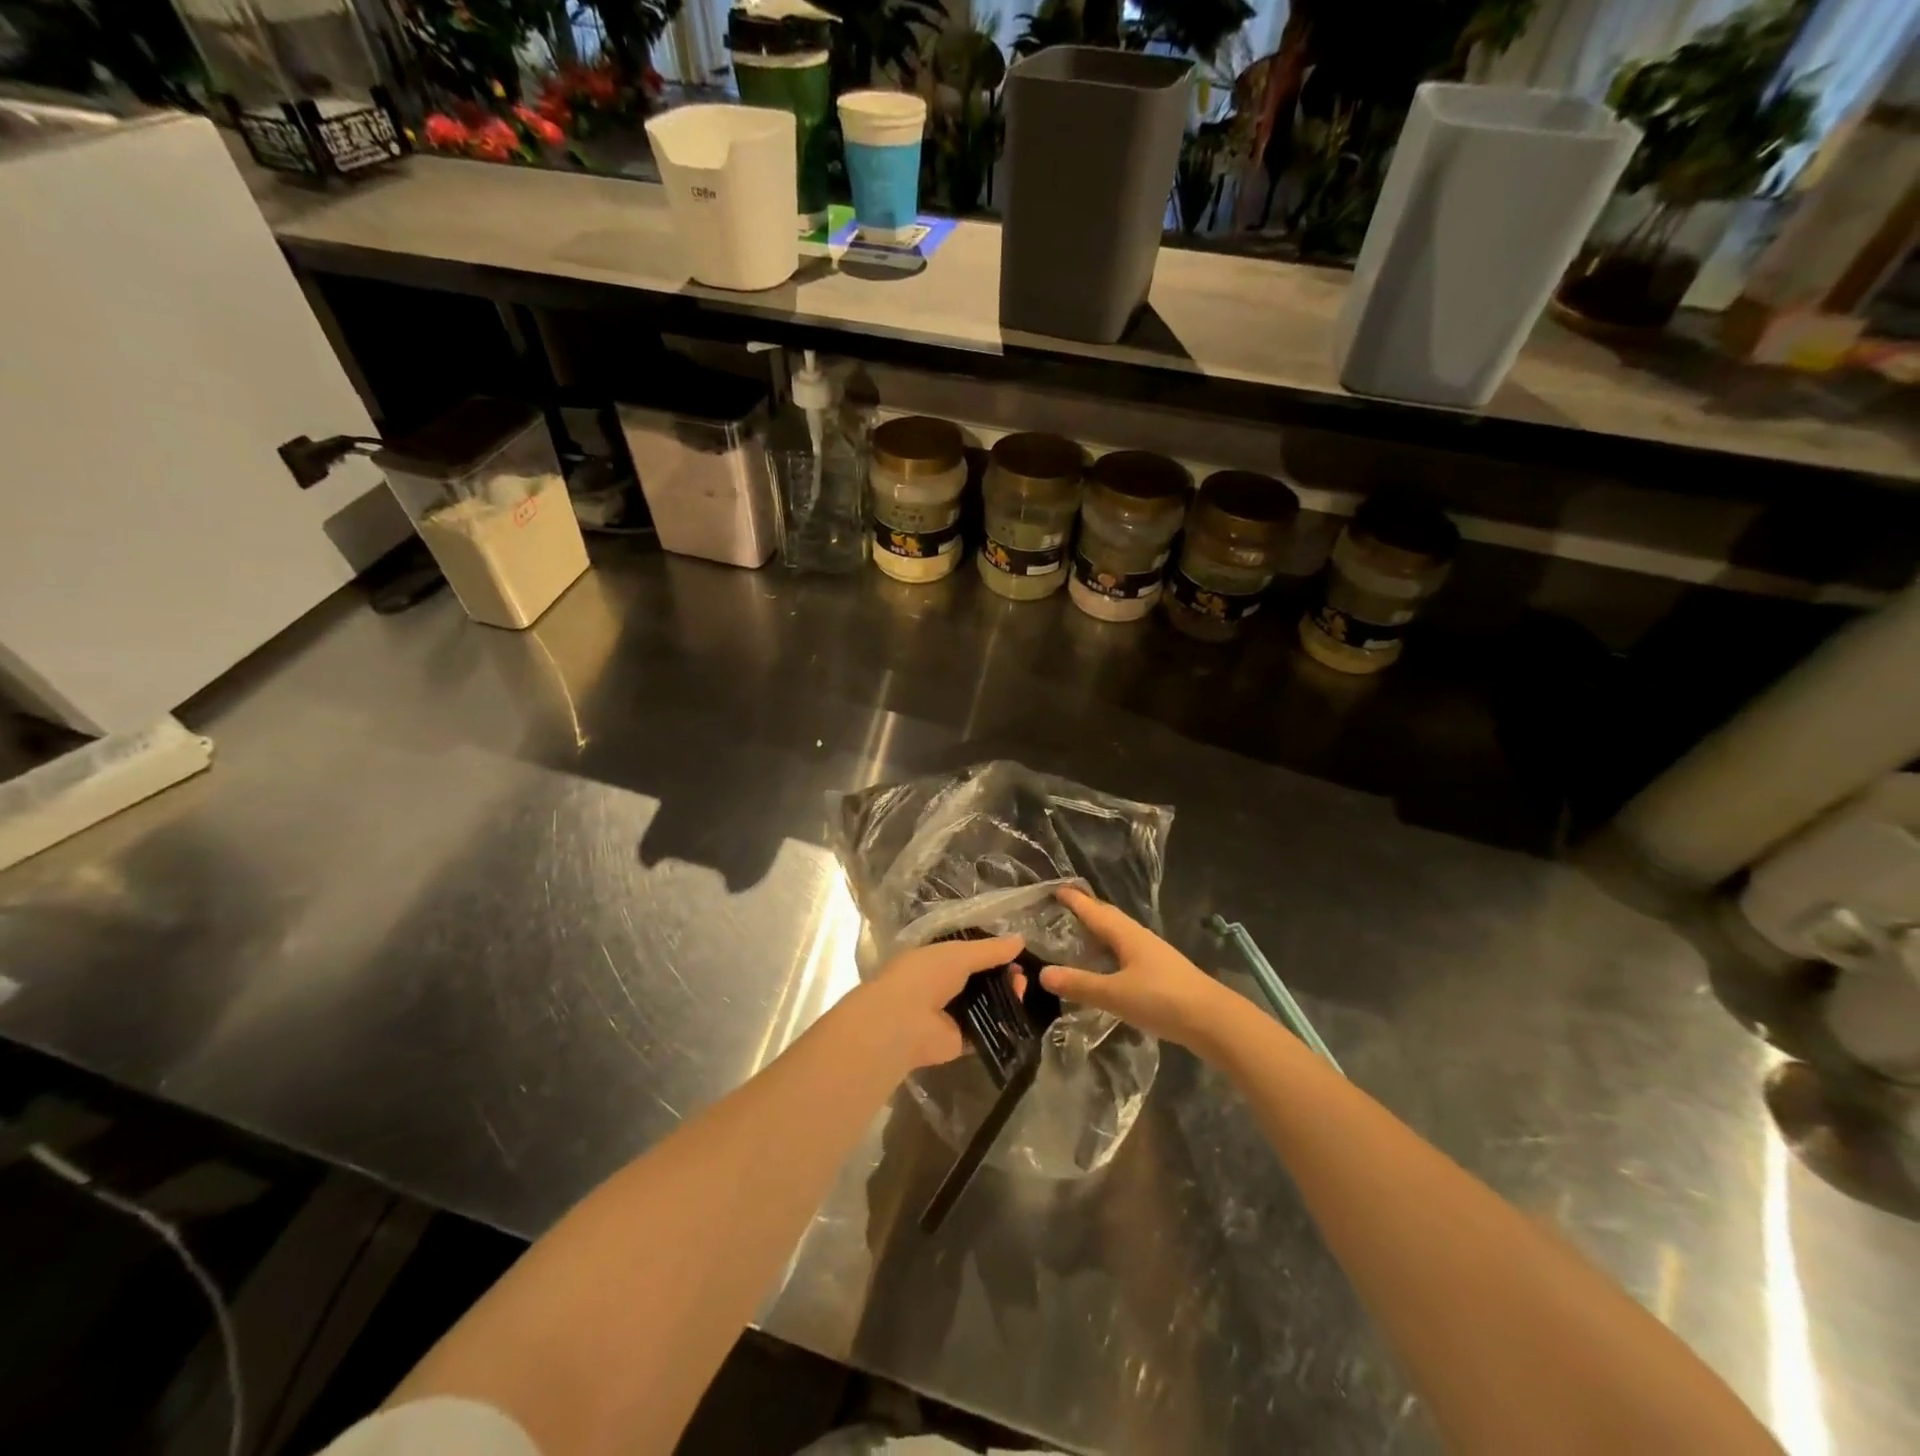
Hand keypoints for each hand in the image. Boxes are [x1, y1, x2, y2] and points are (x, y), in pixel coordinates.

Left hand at [838, 935, 1025, 1074]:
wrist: (903, 1021)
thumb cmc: (926, 976)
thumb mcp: (959, 953)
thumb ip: (990, 949)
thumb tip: (1021, 940)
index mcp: (936, 961)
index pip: (968, 955)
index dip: (992, 954)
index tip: (1016, 954)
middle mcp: (942, 987)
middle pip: (980, 981)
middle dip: (1002, 976)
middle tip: (1022, 975)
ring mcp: (950, 1016)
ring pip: (985, 1005)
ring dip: (1005, 998)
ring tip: (1022, 989)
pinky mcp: (959, 1042)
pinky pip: (985, 1031)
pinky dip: (1001, 1024)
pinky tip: (1019, 1014)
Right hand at [1042, 887, 1233, 1052]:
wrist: (1214, 1021)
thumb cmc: (1162, 1000)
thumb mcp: (1115, 994)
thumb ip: (1080, 984)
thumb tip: (1043, 973)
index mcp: (1126, 934)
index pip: (1094, 910)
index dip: (1074, 899)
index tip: (1055, 888)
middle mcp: (1139, 937)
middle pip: (1109, 917)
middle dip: (1087, 910)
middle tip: (1063, 908)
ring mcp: (1153, 954)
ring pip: (1119, 935)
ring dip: (1099, 931)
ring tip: (1079, 936)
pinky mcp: (1161, 972)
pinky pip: (1127, 952)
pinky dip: (1111, 951)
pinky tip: (1107, 966)